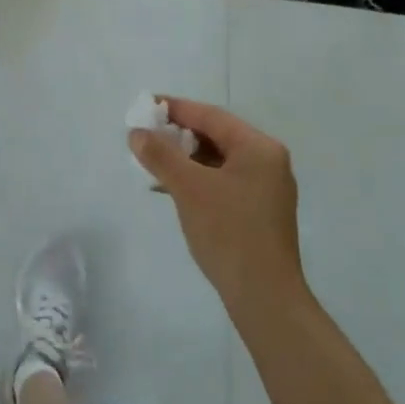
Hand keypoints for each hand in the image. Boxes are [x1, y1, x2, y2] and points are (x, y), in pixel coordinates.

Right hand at [129, 98, 305, 318]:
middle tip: (145, 136)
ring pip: (218, 161)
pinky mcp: (260, 212)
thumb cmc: (229, 233)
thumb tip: (137, 133)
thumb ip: (161, 155)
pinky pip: (223, 182)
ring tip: (152, 163)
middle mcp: (268, 161)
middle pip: (216, 136)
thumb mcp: (189, 188)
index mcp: (259, 148)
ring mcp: (267, 188)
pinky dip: (197, 180)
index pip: (211, 116)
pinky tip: (172, 189)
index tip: (145, 105)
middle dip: (178, 135)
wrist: (265, 298)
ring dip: (185, 159)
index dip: (176, 108)